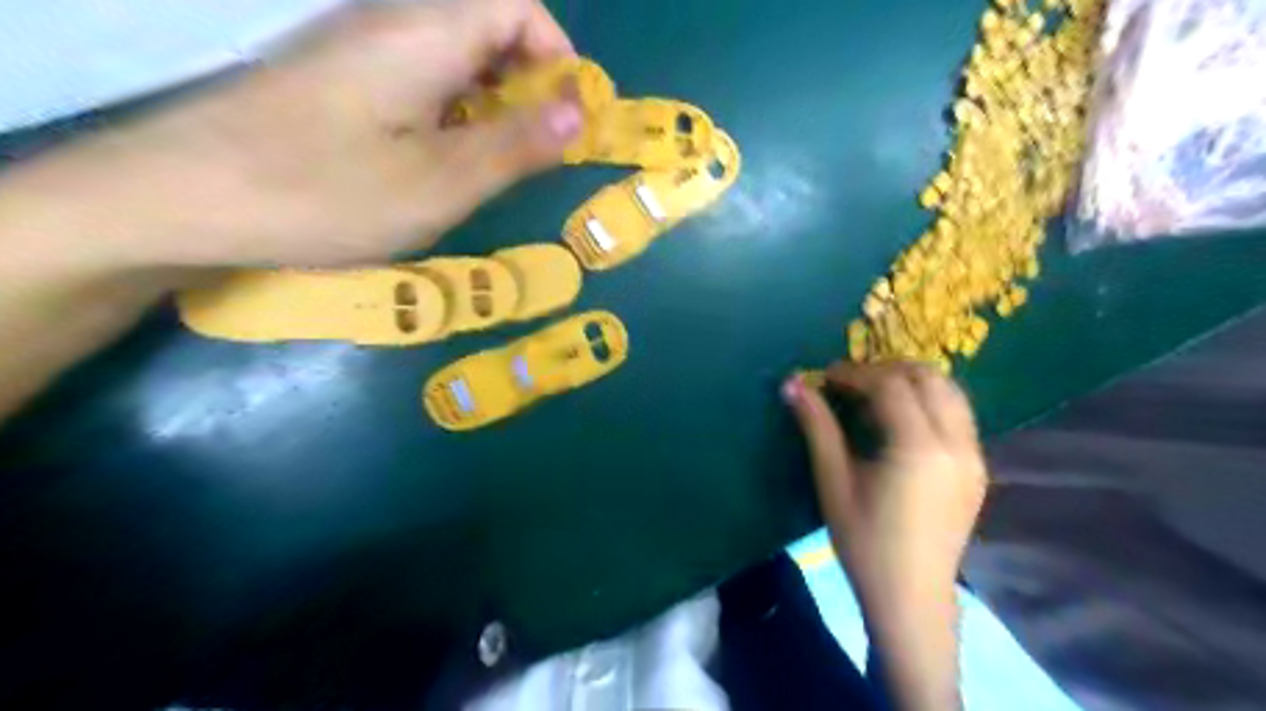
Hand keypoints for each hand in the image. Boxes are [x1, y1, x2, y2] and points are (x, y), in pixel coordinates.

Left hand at [23, 1, 578, 271]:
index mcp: (426, 33)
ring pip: (453, 54)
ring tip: (495, 162)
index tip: (571, 119)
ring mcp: (357, 48)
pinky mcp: (336, 77)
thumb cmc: (327, 193)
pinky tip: (440, 158)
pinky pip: (417, 76)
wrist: (184, 198)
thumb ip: (516, 144)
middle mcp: (392, 22)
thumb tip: (578, 113)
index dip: (558, 55)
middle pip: (487, 24)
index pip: (518, 5)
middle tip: (538, 150)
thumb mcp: (442, 182)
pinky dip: (451, 110)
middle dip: (530, 82)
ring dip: (492, 100)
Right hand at [784, 363, 986, 613]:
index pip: (890, 385)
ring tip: (874, 394)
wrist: (911, 596)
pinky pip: (957, 413)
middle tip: (850, 381)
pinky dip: (928, 400)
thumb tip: (792, 383)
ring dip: (911, 381)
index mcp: (919, 448)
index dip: (854, 373)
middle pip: (929, 377)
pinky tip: (900, 420)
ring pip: (950, 391)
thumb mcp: (833, 481)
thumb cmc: (864, 542)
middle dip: (886, 369)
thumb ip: (817, 427)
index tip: (825, 377)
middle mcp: (956, 443)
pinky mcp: (978, 467)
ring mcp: (974, 454)